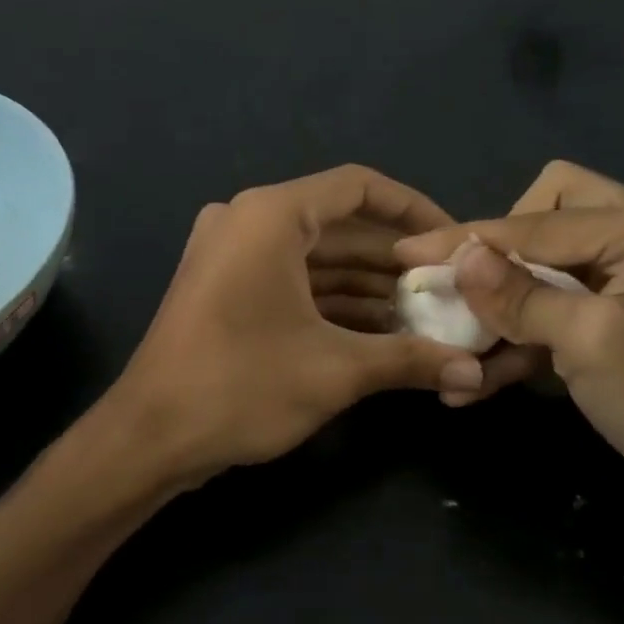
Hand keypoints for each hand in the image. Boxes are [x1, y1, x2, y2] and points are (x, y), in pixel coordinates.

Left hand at [108, 165, 487, 488]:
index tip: (453, 239)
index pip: (358, 187)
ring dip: (366, 284)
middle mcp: (247, 220)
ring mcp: (230, 253)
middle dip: (393, 259)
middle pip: (338, 224)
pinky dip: (332, 300)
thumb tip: (473, 372)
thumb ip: (410, 360)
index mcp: (271, 215)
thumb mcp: (335, 371)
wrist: (149, 436)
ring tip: (424, 314)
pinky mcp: (224, 286)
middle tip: (447, 288)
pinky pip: (291, 278)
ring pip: (315, 256)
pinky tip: (380, 330)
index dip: (413, 208)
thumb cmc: (240, 386)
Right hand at [434, 161, 623, 404]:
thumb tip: (461, 256)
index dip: (469, 239)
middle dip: (499, 253)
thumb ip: (520, 294)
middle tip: (467, 290)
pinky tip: (484, 374)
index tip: (408, 251)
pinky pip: (553, 302)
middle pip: (542, 216)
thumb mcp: (588, 342)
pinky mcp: (614, 310)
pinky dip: (521, 333)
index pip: (537, 222)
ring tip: (459, 343)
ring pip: (541, 261)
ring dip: (502, 304)